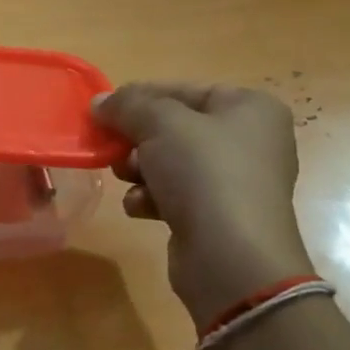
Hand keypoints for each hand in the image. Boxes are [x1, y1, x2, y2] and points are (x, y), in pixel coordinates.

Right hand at [95, 83, 312, 327]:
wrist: (231, 259)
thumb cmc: (204, 174)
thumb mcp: (159, 124)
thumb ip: (127, 105)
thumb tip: (99, 102)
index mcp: (250, 108)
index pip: (184, 90)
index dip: (140, 97)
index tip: (103, 110)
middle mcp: (250, 141)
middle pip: (175, 128)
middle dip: (137, 139)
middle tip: (112, 147)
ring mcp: (236, 182)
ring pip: (171, 162)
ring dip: (139, 169)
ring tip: (126, 178)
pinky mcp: (218, 217)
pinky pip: (176, 195)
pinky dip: (152, 198)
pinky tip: (140, 208)